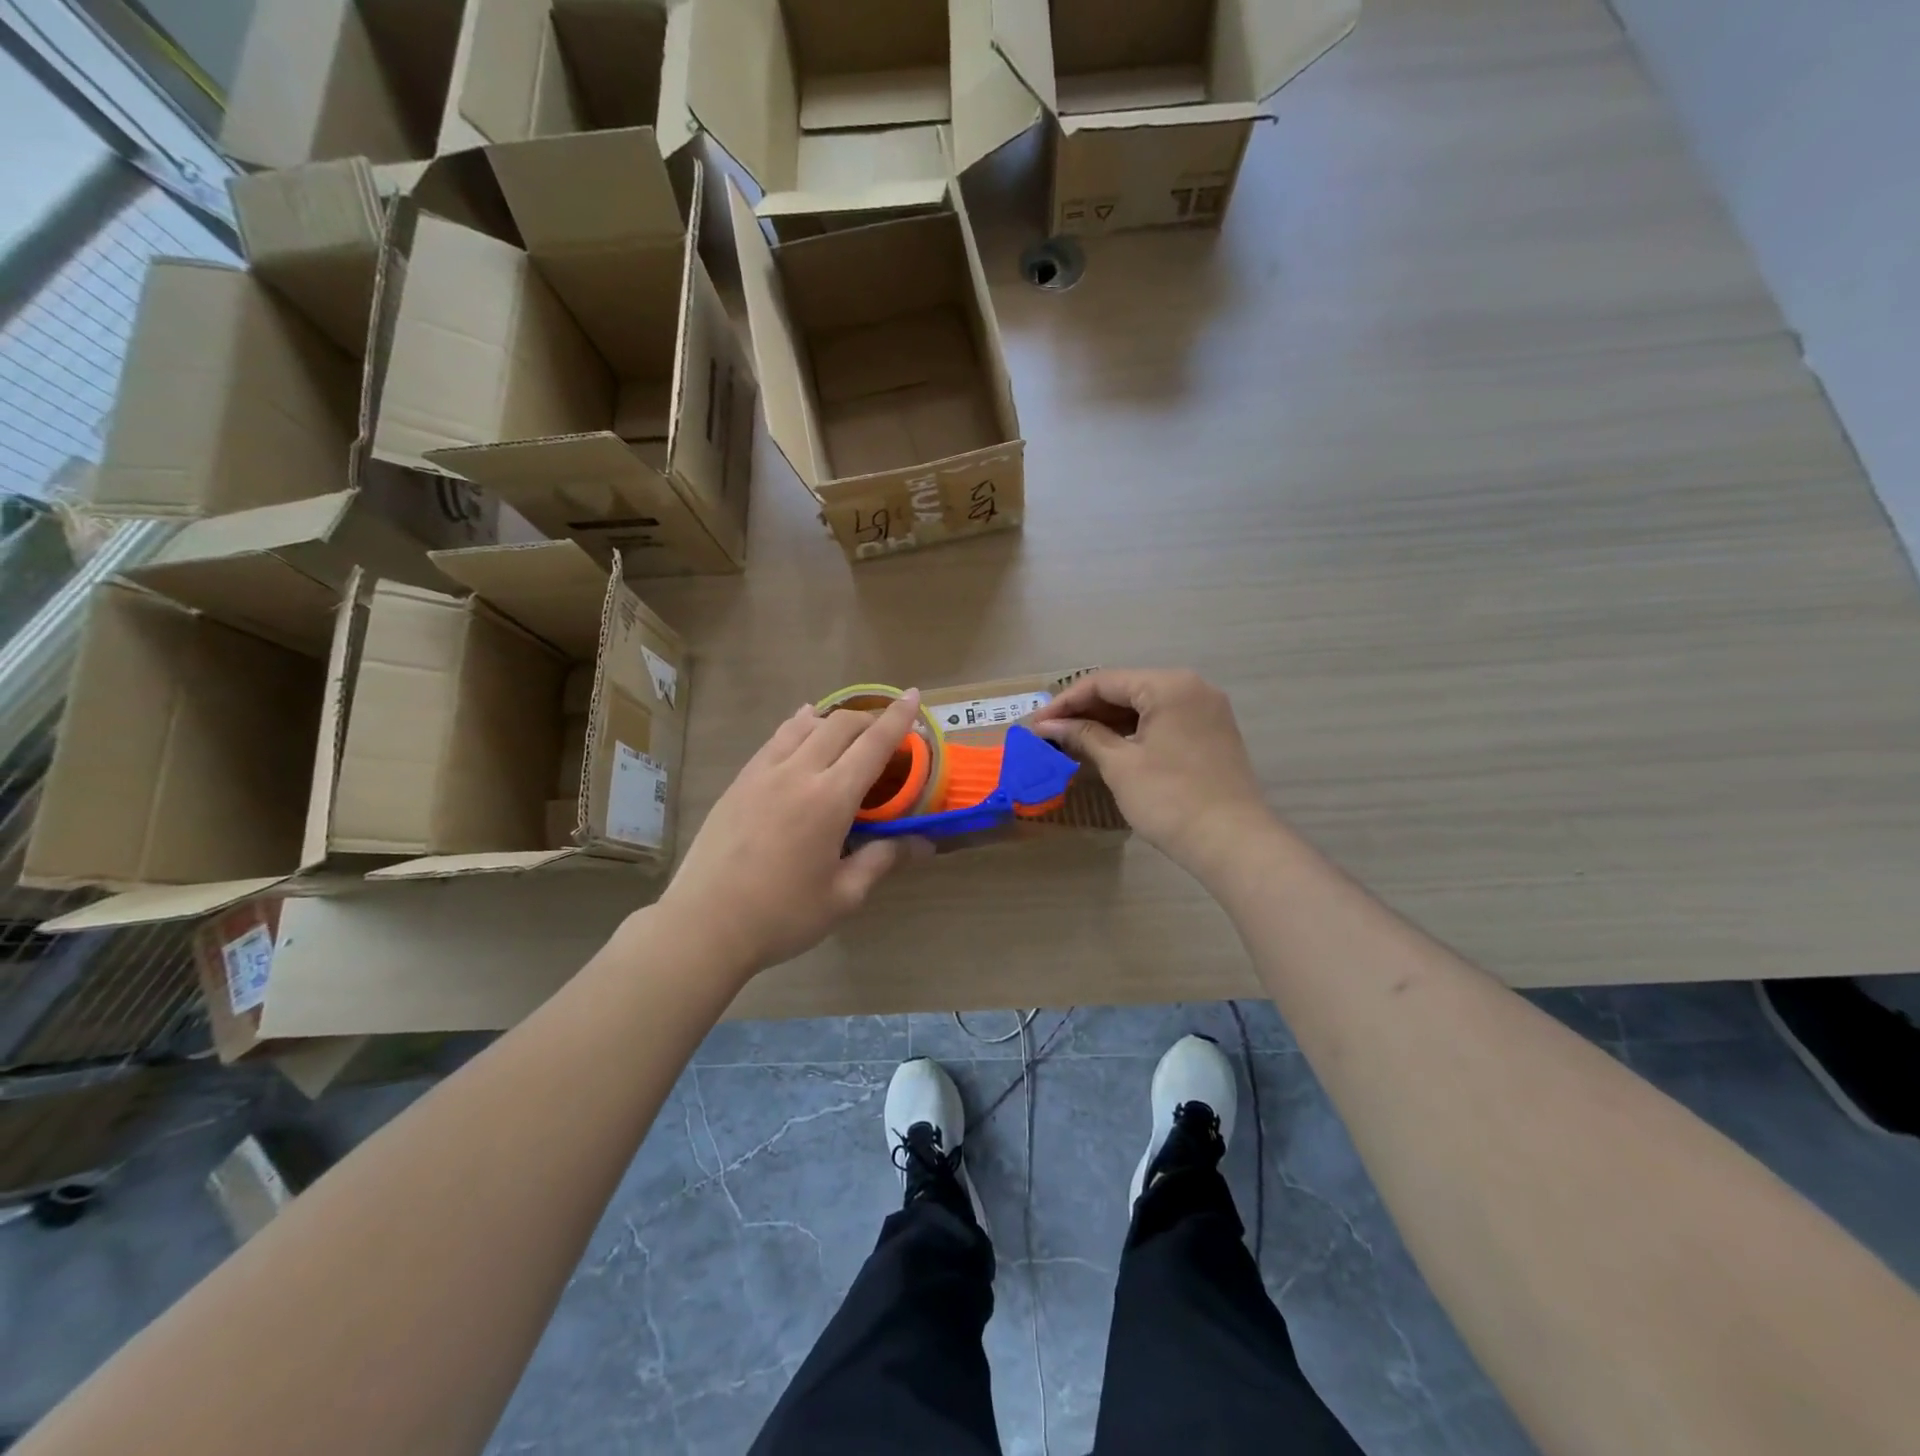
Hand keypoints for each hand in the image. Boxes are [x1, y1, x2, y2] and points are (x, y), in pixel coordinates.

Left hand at [660, 693, 932, 976]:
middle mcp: (798, 773)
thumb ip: (882, 859)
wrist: (705, 924)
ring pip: (804, 725)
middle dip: (869, 719)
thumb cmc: (782, 915)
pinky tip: (801, 727)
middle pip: (840, 725)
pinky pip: (775, 739)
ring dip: (833, 720)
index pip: (873, 744)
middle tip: (886, 733)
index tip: (913, 696)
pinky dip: (798, 726)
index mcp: (830, 799)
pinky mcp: (739, 782)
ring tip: (847, 729)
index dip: (898, 718)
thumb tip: (923, 844)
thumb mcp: (843, 895)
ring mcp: (763, 773)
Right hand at [1029, 669, 1274, 880]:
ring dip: (1108, 721)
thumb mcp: (1120, 765)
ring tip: (1072, 740)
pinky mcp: (1211, 733)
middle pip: (1126, 689)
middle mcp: (1192, 687)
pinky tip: (1108, 747)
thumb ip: (1085, 736)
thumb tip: (1049, 726)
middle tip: (1050, 733)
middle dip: (1085, 711)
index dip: (1065, 702)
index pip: (1104, 682)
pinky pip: (1163, 721)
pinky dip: (1133, 731)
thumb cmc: (1170, 799)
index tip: (1036, 724)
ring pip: (1145, 706)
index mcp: (1169, 685)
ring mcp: (1206, 710)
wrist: (1233, 842)